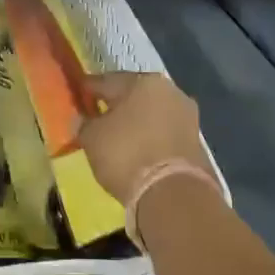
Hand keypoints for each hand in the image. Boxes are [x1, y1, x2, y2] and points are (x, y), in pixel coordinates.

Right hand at [77, 72, 219, 215]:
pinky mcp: (196, 142)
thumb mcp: (92, 138)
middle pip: (135, 94)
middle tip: (99, 115)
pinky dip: (150, 139)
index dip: (89, 89)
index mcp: (144, 81)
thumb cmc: (127, 154)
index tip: (78, 94)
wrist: (173, 194)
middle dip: (117, 104)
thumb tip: (83, 119)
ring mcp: (187, 116)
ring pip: (152, 114)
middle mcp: (170, 91)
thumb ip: (85, 124)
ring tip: (119, 136)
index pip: (108, 80)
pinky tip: (138, 150)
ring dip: (137, 122)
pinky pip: (164, 134)